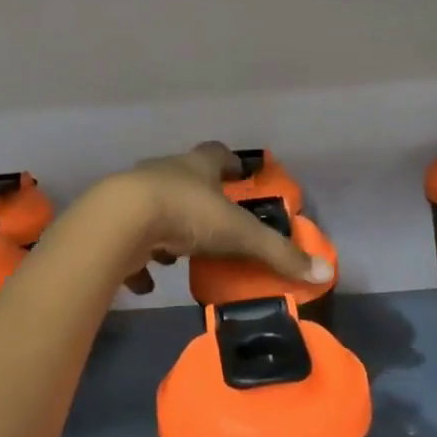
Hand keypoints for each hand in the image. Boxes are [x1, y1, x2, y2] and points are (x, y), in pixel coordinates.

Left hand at [104, 143, 332, 295]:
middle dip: (199, 197)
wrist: (119, 223)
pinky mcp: (112, 224)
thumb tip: (323, 272)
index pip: (216, 154)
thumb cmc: (186, 214)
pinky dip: (139, 259)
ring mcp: (134, 196)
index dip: (230, 162)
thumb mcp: (238, 235)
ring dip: (169, 228)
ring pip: (156, 207)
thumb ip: (277, 253)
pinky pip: (129, 241)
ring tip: (181, 253)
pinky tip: (145, 282)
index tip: (240, 172)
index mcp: (196, 167)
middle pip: (184, 178)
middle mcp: (164, 173)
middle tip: (215, 220)